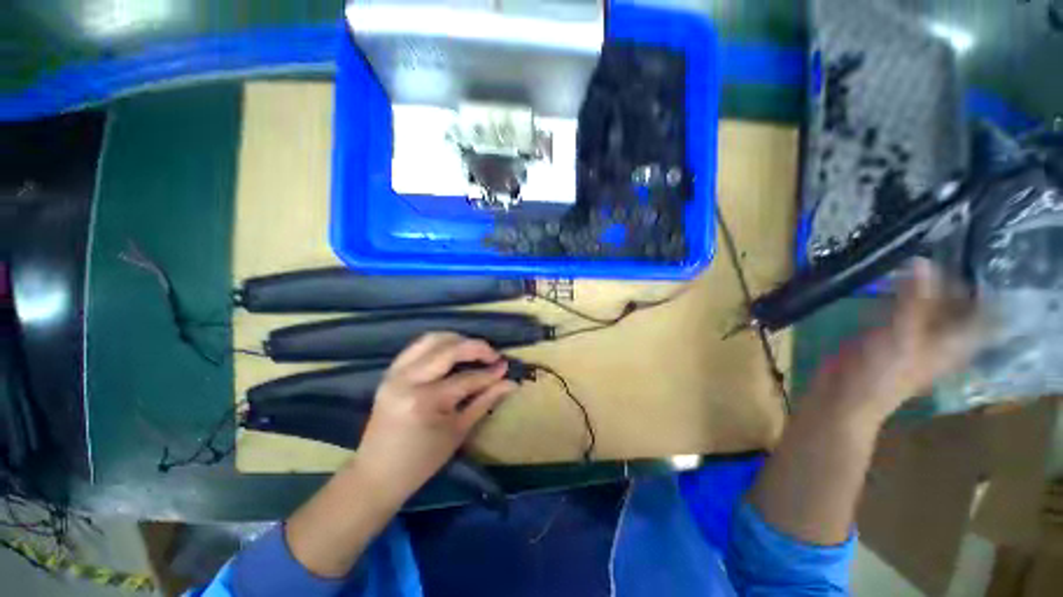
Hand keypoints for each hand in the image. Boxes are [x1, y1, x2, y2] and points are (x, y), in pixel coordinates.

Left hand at [351, 333, 516, 507]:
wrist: (376, 474)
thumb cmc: (422, 461)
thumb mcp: (459, 431)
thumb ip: (485, 401)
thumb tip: (510, 383)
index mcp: (425, 401)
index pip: (466, 378)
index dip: (490, 373)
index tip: (506, 368)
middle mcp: (408, 380)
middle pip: (449, 349)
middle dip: (476, 347)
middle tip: (493, 355)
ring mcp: (395, 373)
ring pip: (431, 339)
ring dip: (457, 340)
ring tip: (474, 351)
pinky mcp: (390, 372)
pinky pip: (417, 346)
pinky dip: (438, 344)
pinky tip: (451, 352)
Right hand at [807, 259, 981, 427]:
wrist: (846, 395)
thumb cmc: (881, 373)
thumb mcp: (901, 336)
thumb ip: (912, 300)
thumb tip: (922, 261)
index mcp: (954, 340)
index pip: (984, 309)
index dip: (984, 284)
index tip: (973, 253)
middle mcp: (941, 334)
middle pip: (957, 301)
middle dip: (952, 276)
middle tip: (941, 243)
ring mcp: (914, 332)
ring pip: (929, 300)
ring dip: (925, 280)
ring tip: (918, 253)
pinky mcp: (888, 330)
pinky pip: (902, 304)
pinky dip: (901, 289)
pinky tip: (894, 275)